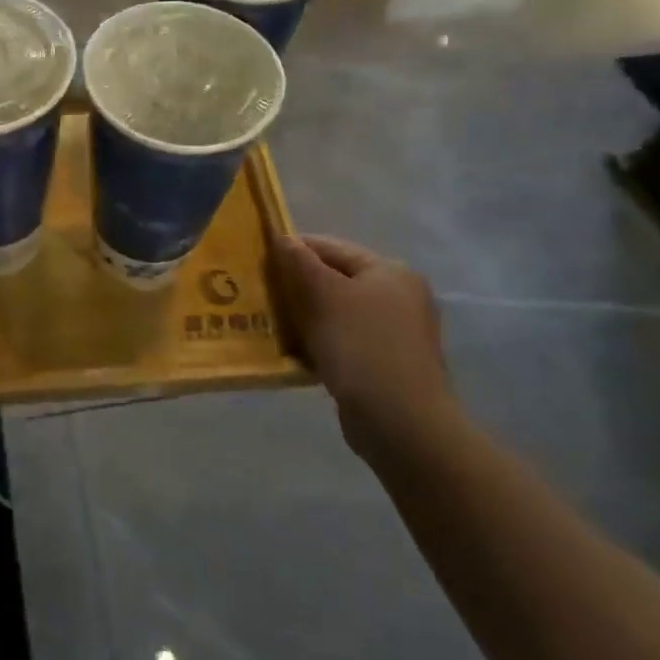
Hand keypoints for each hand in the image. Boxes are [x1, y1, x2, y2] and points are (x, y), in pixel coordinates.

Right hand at [273, 233, 455, 456]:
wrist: (401, 422)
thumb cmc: (361, 346)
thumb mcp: (324, 295)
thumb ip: (300, 262)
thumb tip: (282, 237)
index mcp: (389, 271)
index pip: (332, 247)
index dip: (293, 250)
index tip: (259, 261)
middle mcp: (398, 296)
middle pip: (335, 279)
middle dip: (298, 286)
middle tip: (262, 295)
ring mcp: (395, 332)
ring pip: (337, 312)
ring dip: (305, 317)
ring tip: (272, 324)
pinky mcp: (385, 363)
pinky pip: (344, 342)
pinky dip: (319, 343)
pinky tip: (295, 354)